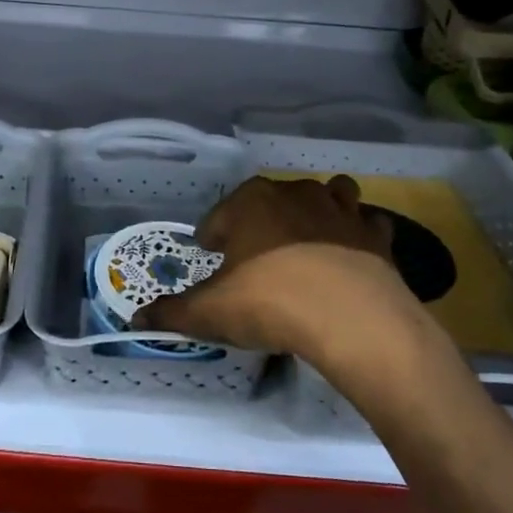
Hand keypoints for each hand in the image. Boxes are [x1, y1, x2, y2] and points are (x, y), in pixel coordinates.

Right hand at [135, 176, 460, 409]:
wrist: (352, 318)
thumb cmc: (269, 302)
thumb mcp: (210, 312)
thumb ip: (172, 312)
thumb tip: (136, 319)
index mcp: (251, 202)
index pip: (220, 215)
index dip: (211, 237)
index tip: (211, 256)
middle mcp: (295, 193)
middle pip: (271, 200)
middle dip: (260, 222)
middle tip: (253, 258)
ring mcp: (341, 209)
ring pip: (327, 195)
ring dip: (315, 212)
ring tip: (306, 243)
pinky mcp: (375, 234)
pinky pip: (364, 224)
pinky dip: (357, 235)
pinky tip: (348, 258)